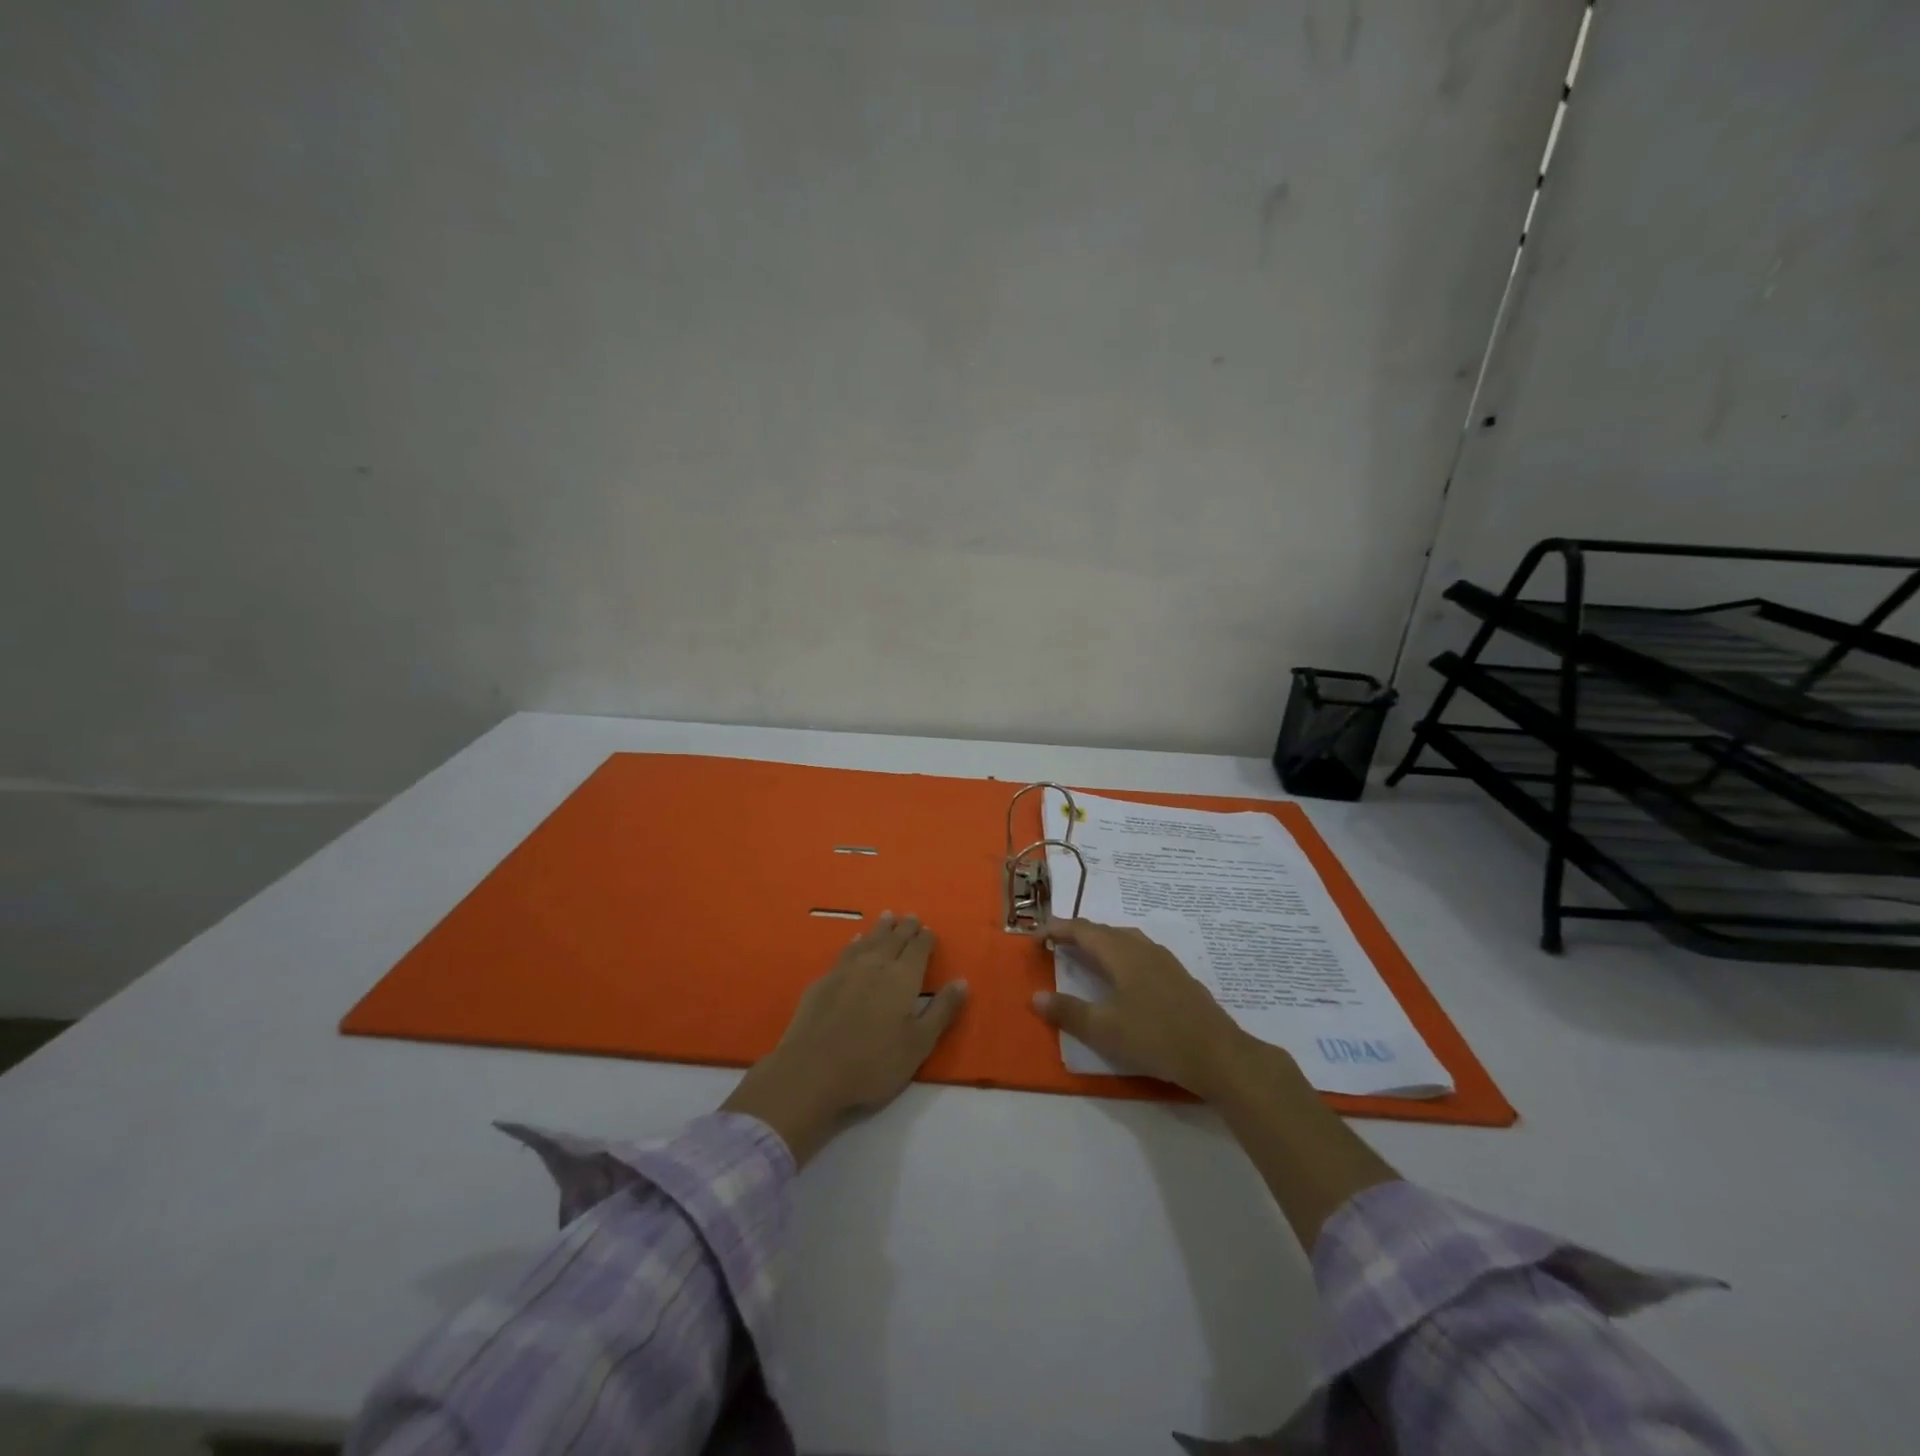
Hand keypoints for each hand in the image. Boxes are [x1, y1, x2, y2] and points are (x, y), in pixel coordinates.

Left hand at [722, 913, 968, 1163]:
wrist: (812, 1071)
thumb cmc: (874, 1063)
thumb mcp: (919, 1044)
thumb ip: (942, 1011)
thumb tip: (962, 981)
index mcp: (903, 978)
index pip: (918, 950)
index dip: (925, 939)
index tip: (929, 929)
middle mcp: (876, 965)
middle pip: (894, 939)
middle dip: (905, 928)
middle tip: (911, 916)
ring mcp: (846, 971)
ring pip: (869, 941)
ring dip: (880, 929)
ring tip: (887, 917)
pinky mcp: (823, 982)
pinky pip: (846, 952)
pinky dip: (856, 943)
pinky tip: (855, 942)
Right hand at [1036, 919, 1397, 1247]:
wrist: (1219, 1054)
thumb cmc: (1155, 1037)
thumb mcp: (1104, 1029)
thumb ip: (1069, 1012)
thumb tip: (1036, 997)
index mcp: (1121, 953)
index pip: (1082, 930)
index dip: (1057, 929)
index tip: (1035, 936)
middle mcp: (1142, 948)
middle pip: (1104, 931)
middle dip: (1078, 933)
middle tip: (1057, 943)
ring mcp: (1164, 961)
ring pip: (1126, 940)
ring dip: (1102, 942)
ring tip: (1087, 955)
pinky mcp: (1179, 977)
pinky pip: (1141, 952)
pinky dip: (1121, 954)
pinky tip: (1126, 976)